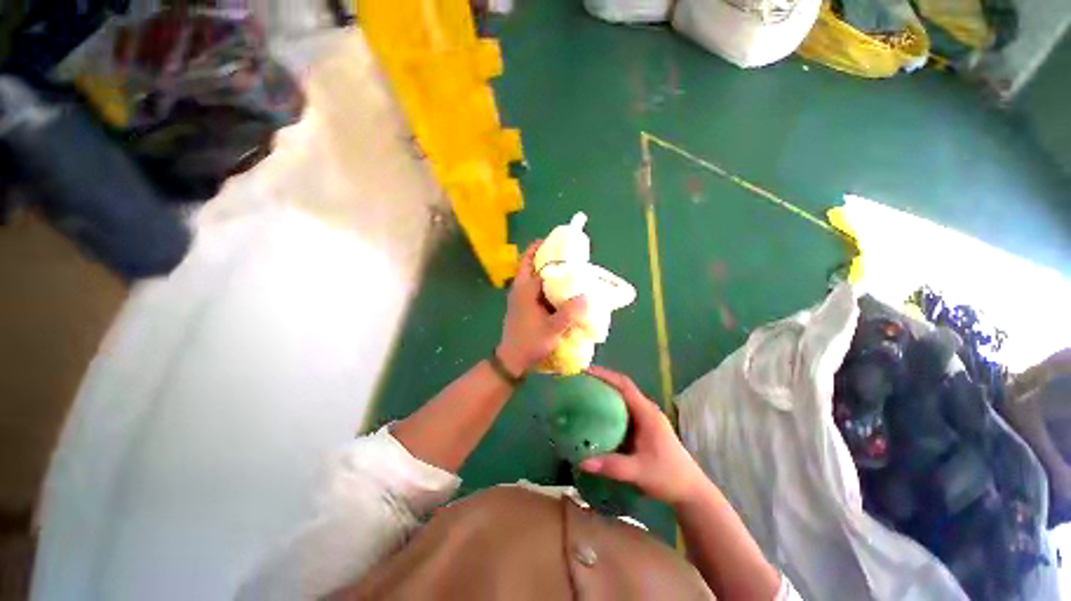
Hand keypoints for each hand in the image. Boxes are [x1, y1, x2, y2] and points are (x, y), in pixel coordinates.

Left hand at [497, 241, 586, 374]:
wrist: (512, 360)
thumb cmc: (529, 343)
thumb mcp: (552, 329)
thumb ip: (569, 313)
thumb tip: (587, 296)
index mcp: (524, 289)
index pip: (534, 260)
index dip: (548, 249)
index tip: (564, 244)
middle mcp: (520, 288)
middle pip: (531, 263)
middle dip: (546, 254)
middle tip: (567, 255)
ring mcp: (520, 297)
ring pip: (533, 275)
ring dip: (547, 269)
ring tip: (568, 269)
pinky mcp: (523, 305)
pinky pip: (535, 287)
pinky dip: (546, 283)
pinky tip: (561, 290)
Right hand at [579, 366, 709, 505]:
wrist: (691, 492)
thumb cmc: (669, 477)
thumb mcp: (639, 472)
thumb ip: (611, 466)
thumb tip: (581, 461)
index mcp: (647, 413)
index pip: (624, 385)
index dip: (605, 375)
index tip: (585, 371)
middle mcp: (646, 411)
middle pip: (622, 387)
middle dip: (602, 381)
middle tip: (580, 382)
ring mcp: (645, 419)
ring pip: (622, 399)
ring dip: (605, 393)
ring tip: (584, 394)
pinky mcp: (643, 428)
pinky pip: (623, 411)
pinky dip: (609, 408)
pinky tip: (596, 416)